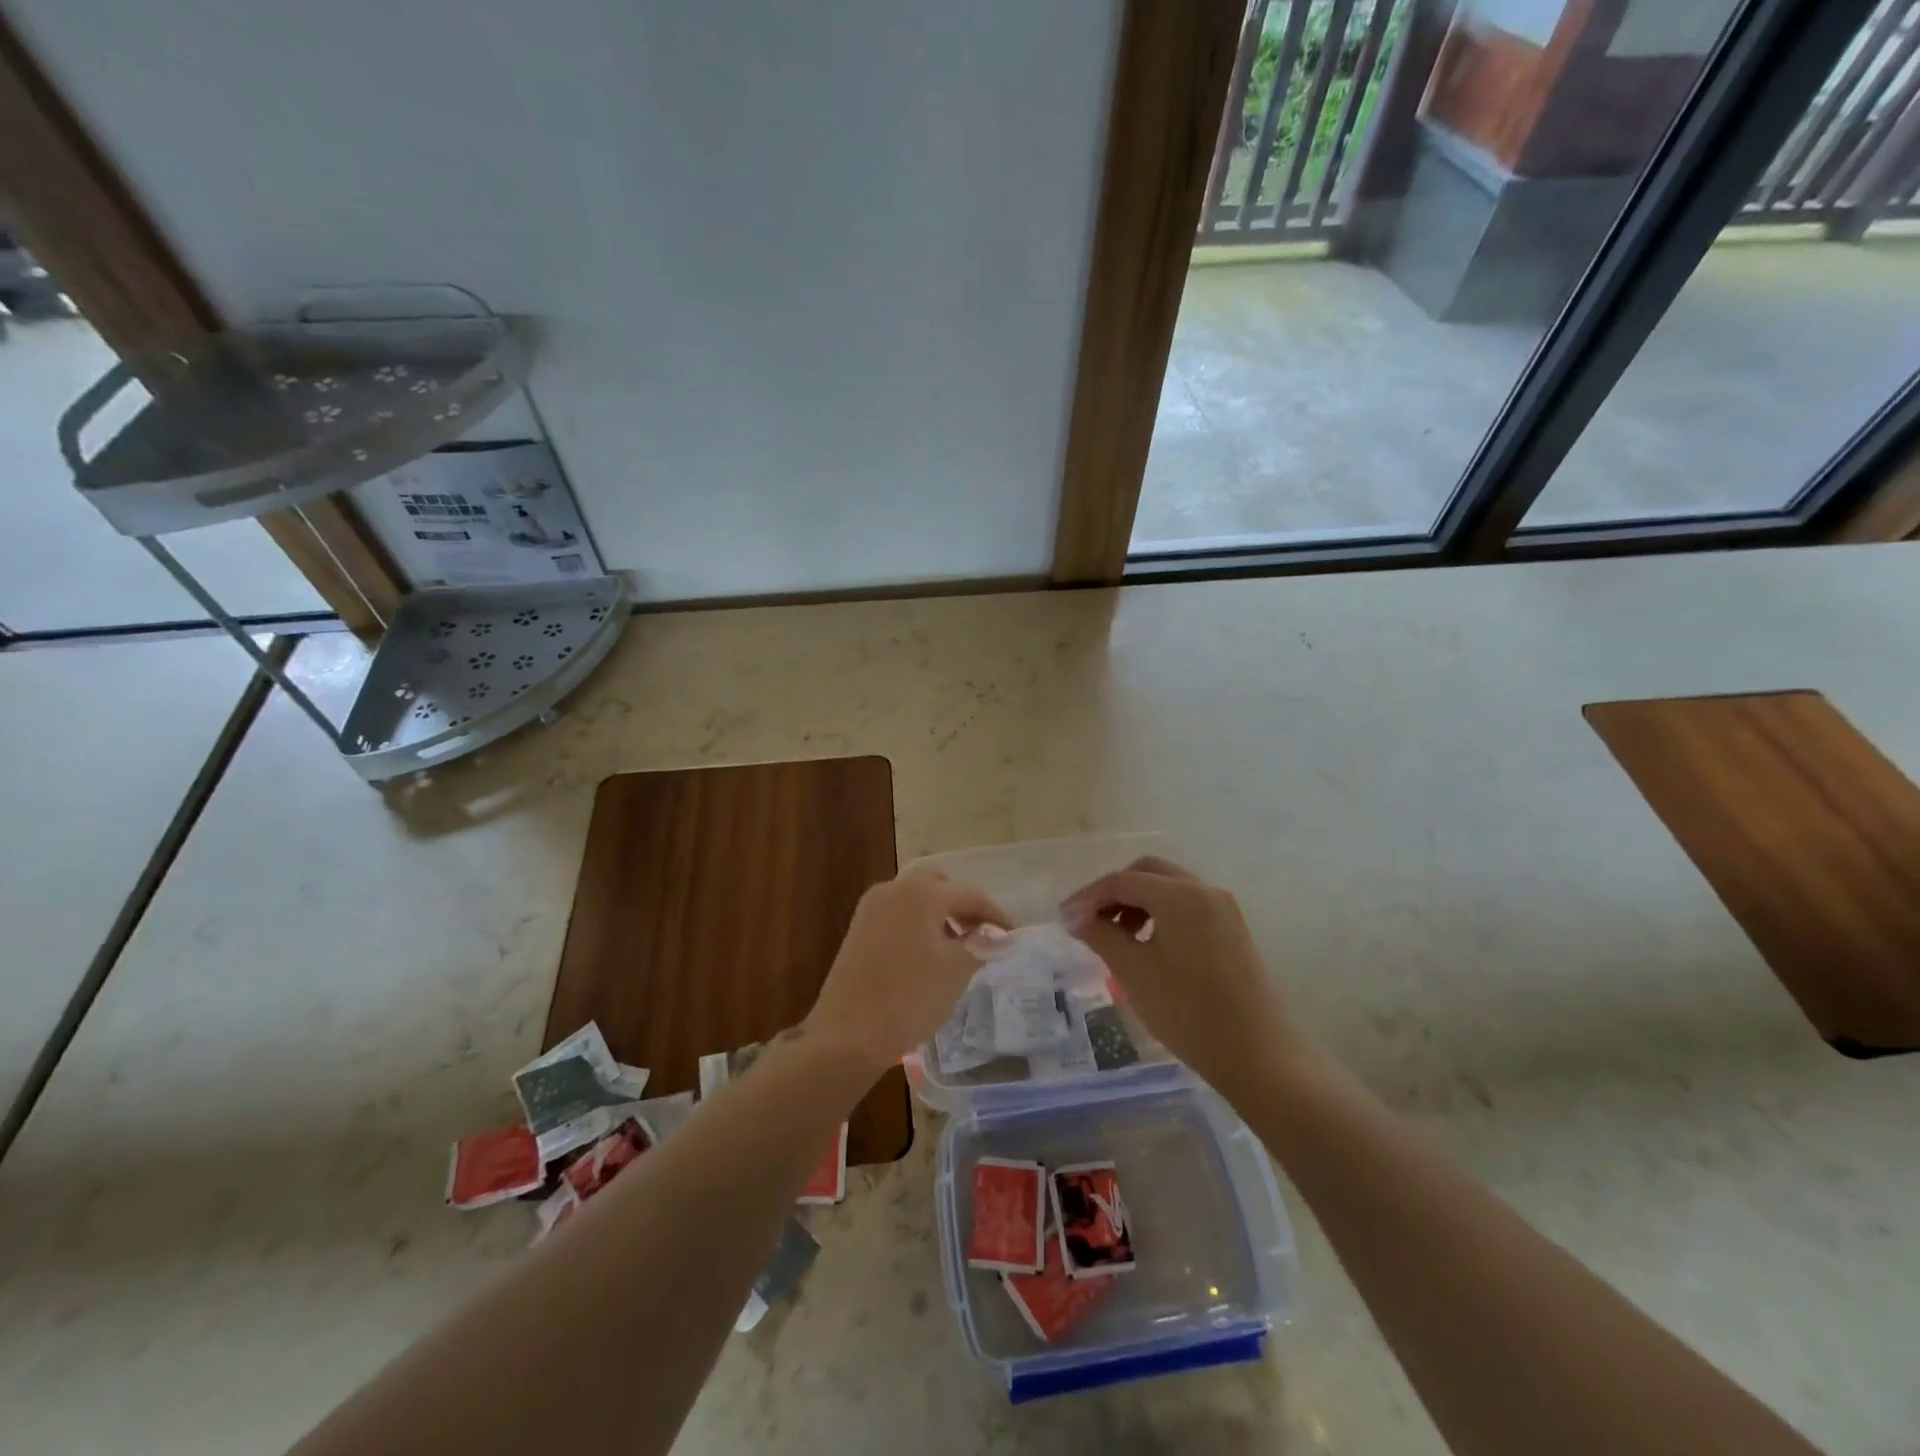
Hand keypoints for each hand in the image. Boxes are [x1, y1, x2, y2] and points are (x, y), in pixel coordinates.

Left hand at [805, 870, 1009, 1071]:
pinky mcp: (858, 928)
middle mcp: (894, 888)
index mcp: (921, 892)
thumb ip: (980, 945)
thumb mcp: (956, 970)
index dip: (996, 915)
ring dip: (940, 913)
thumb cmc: (909, 998)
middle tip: (982, 932)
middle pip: (939, 885)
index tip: (1013, 935)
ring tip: (958, 945)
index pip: (970, 895)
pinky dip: (918, 923)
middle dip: (963, 905)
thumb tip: (996, 936)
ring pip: (916, 898)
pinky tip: (928, 953)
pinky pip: (898, 914)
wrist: (848, 1035)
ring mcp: (871, 907)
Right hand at [1061, 856, 1303, 1094]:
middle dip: (1114, 891)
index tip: (1064, 918)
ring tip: (1116, 937)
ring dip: (1137, 901)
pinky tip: (1147, 944)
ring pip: (1168, 886)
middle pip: (1147, 872)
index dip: (1088, 896)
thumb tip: (1076, 918)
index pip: (1122, 880)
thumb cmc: (1189, 1013)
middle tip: (1091, 922)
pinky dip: (1160, 913)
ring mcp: (1222, 907)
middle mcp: (1203, 890)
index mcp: (1179, 896)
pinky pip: (1186, 904)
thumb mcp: (1134, 973)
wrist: (1259, 1055)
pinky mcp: (1231, 927)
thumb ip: (1101, 936)